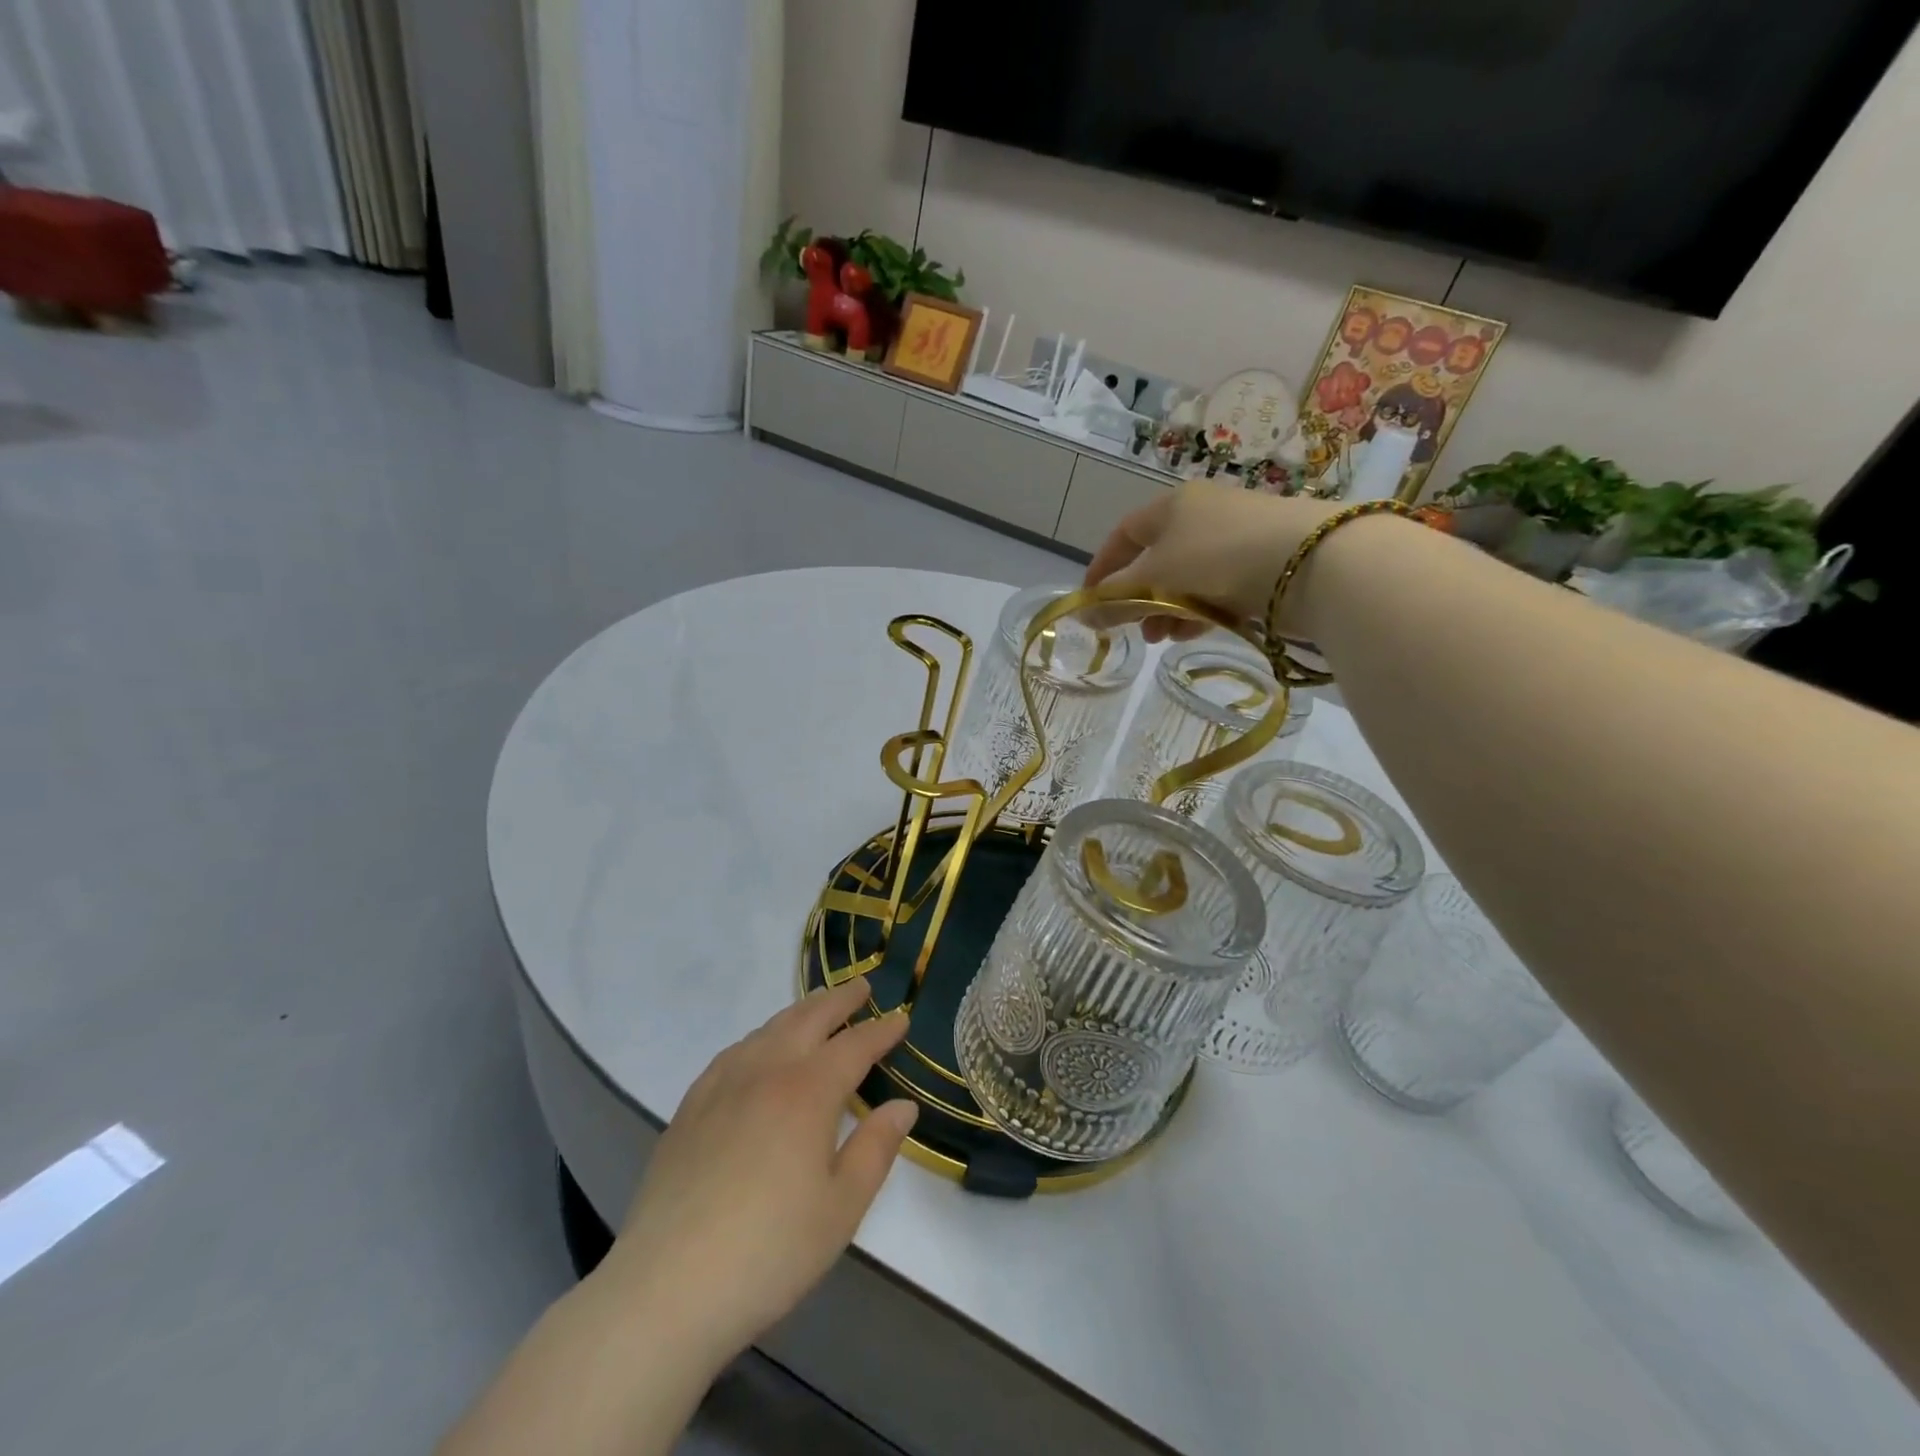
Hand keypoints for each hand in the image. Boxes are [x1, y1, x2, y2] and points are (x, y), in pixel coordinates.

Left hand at [603, 979, 918, 1370]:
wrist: (666, 1289)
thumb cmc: (769, 1252)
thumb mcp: (841, 1208)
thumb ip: (876, 1148)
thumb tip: (903, 1106)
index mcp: (808, 1092)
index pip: (855, 1047)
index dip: (881, 1031)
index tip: (902, 1018)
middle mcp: (766, 1072)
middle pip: (808, 1019)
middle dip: (839, 1000)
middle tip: (862, 986)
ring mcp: (722, 1086)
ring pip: (768, 1029)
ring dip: (799, 1011)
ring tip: (817, 1007)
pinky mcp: (690, 1107)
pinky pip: (733, 1052)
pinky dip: (759, 1036)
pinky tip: (758, 1048)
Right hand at [1084, 481, 1339, 641]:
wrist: (1309, 562)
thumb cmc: (1215, 558)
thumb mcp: (1154, 579)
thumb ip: (1114, 599)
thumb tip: (1082, 617)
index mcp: (1171, 505)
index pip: (1123, 534)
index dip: (1102, 568)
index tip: (1090, 602)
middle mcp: (1202, 515)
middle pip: (1156, 560)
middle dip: (1139, 598)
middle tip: (1134, 629)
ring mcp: (1236, 538)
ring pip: (1186, 579)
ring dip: (1168, 609)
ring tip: (1163, 637)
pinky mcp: (1263, 563)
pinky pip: (1217, 588)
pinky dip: (1200, 609)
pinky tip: (1196, 630)